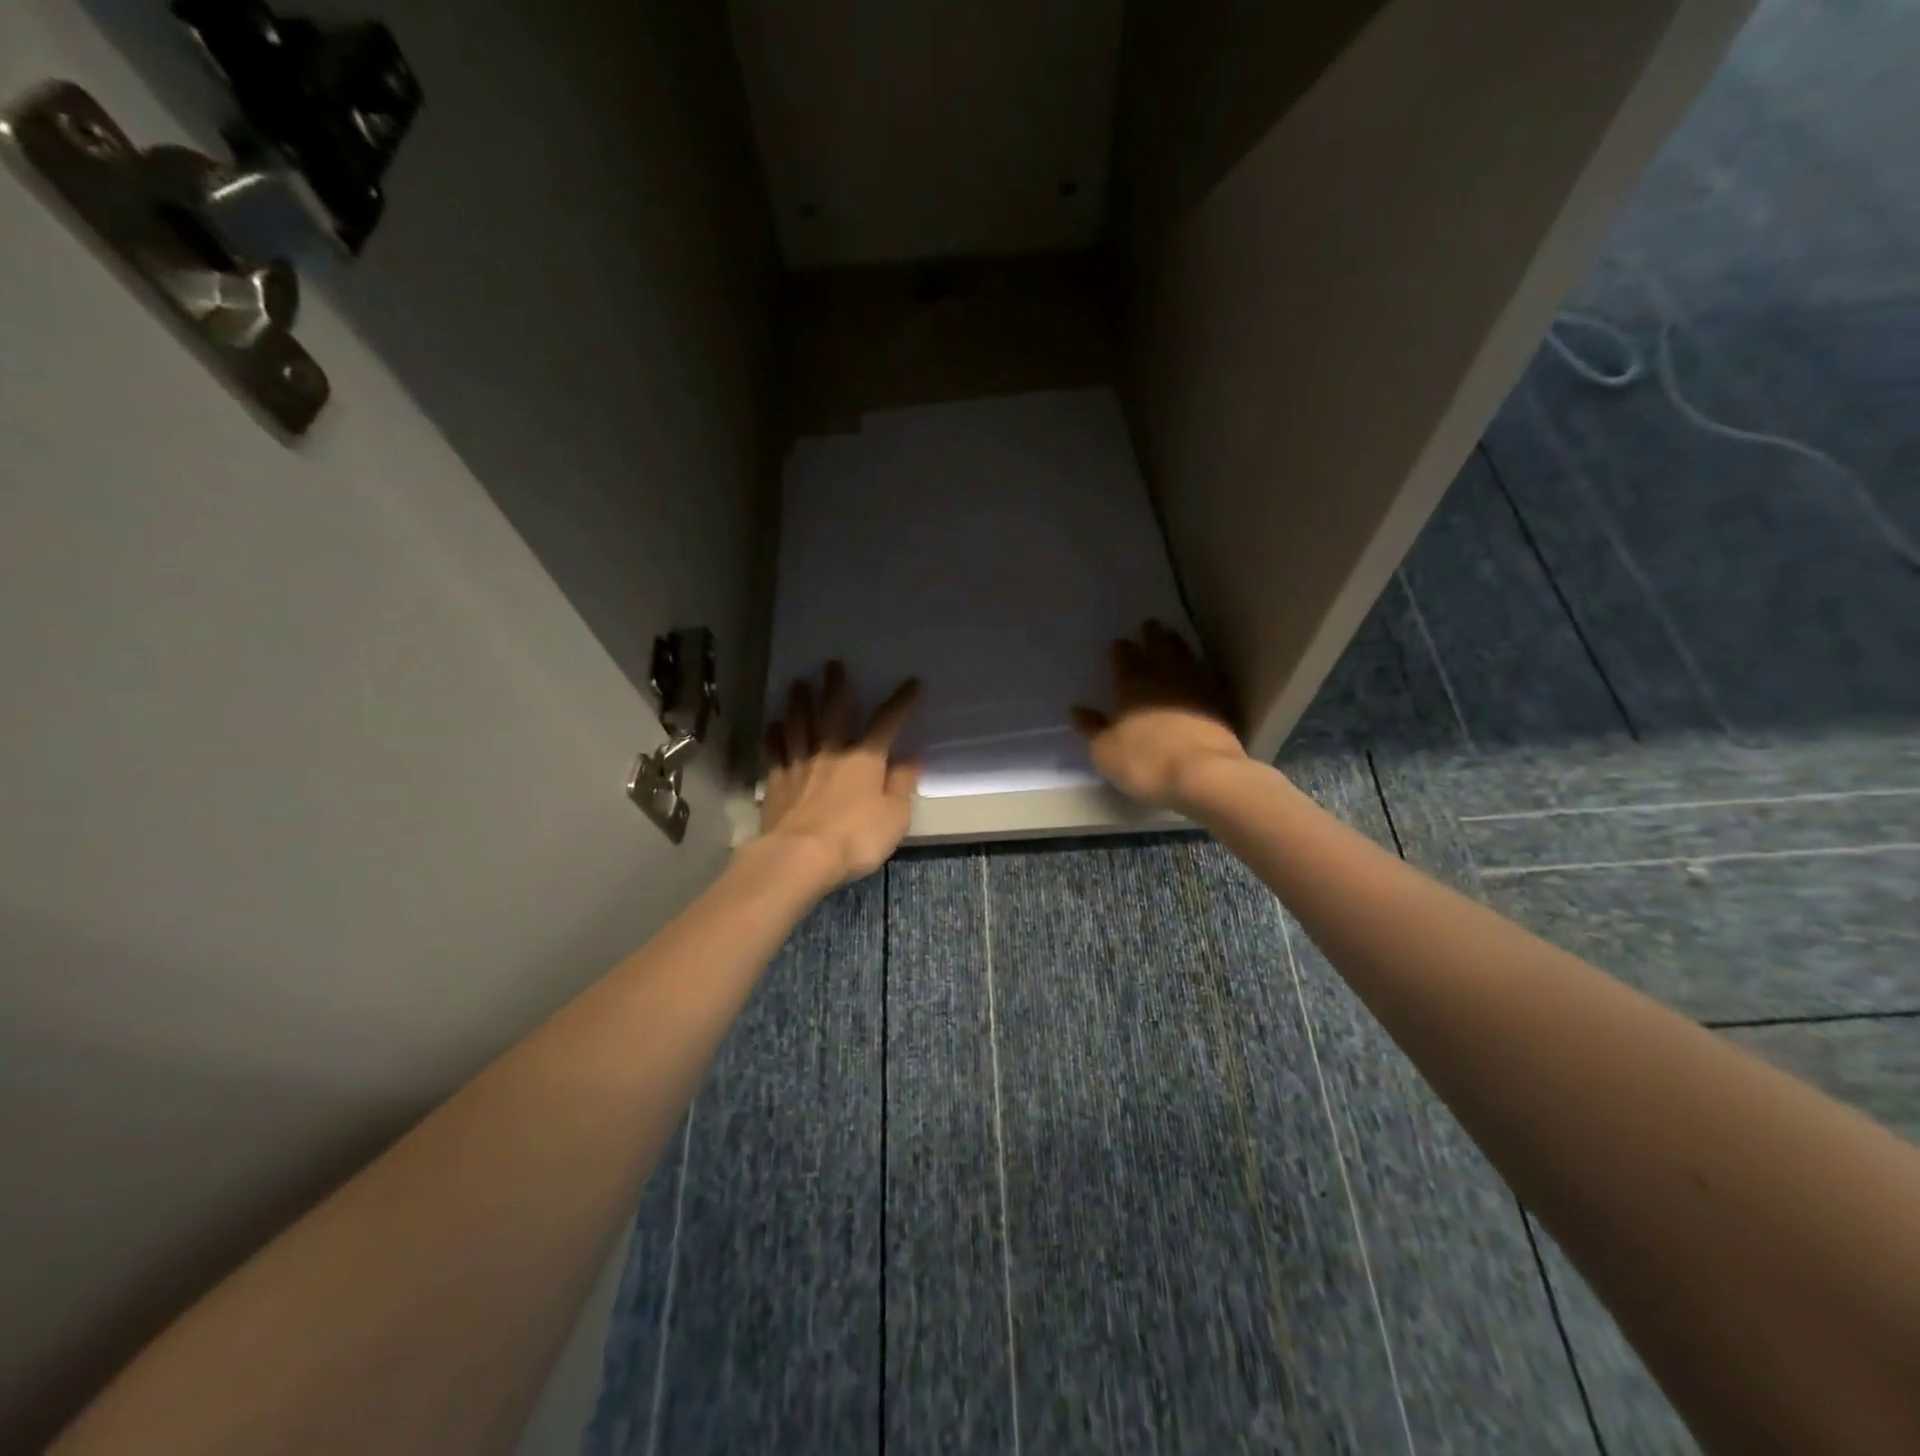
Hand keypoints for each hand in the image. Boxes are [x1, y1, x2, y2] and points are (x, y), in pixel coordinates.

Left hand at [761, 662, 922, 887]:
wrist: (801, 856)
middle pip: (833, 713)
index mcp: (865, 759)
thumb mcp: (895, 815)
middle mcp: (831, 753)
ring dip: (799, 703)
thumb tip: (913, 756)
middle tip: (832, 664)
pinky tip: (772, 726)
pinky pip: (775, 752)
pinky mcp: (777, 782)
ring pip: (799, 725)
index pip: (886, 722)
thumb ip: (903, 783)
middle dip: (836, 687)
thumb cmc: (856, 837)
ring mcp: (800, 765)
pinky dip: (773, 737)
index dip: (901, 702)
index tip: (912, 683)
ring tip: (797, 684)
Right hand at [1071, 620, 1246, 810]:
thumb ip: (1091, 728)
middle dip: (1152, 636)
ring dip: (1178, 645)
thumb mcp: (1105, 751)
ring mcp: (1197, 689)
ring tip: (1172, 636)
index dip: (1120, 650)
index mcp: (1132, 686)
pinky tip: (1204, 671)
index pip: (1124, 659)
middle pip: (1158, 649)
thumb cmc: (1145, 763)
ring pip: (1185, 658)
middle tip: (1149, 624)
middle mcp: (1164, 679)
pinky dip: (1205, 671)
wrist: (1203, 774)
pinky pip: (1211, 679)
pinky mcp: (1221, 704)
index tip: (1118, 642)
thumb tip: (1077, 710)